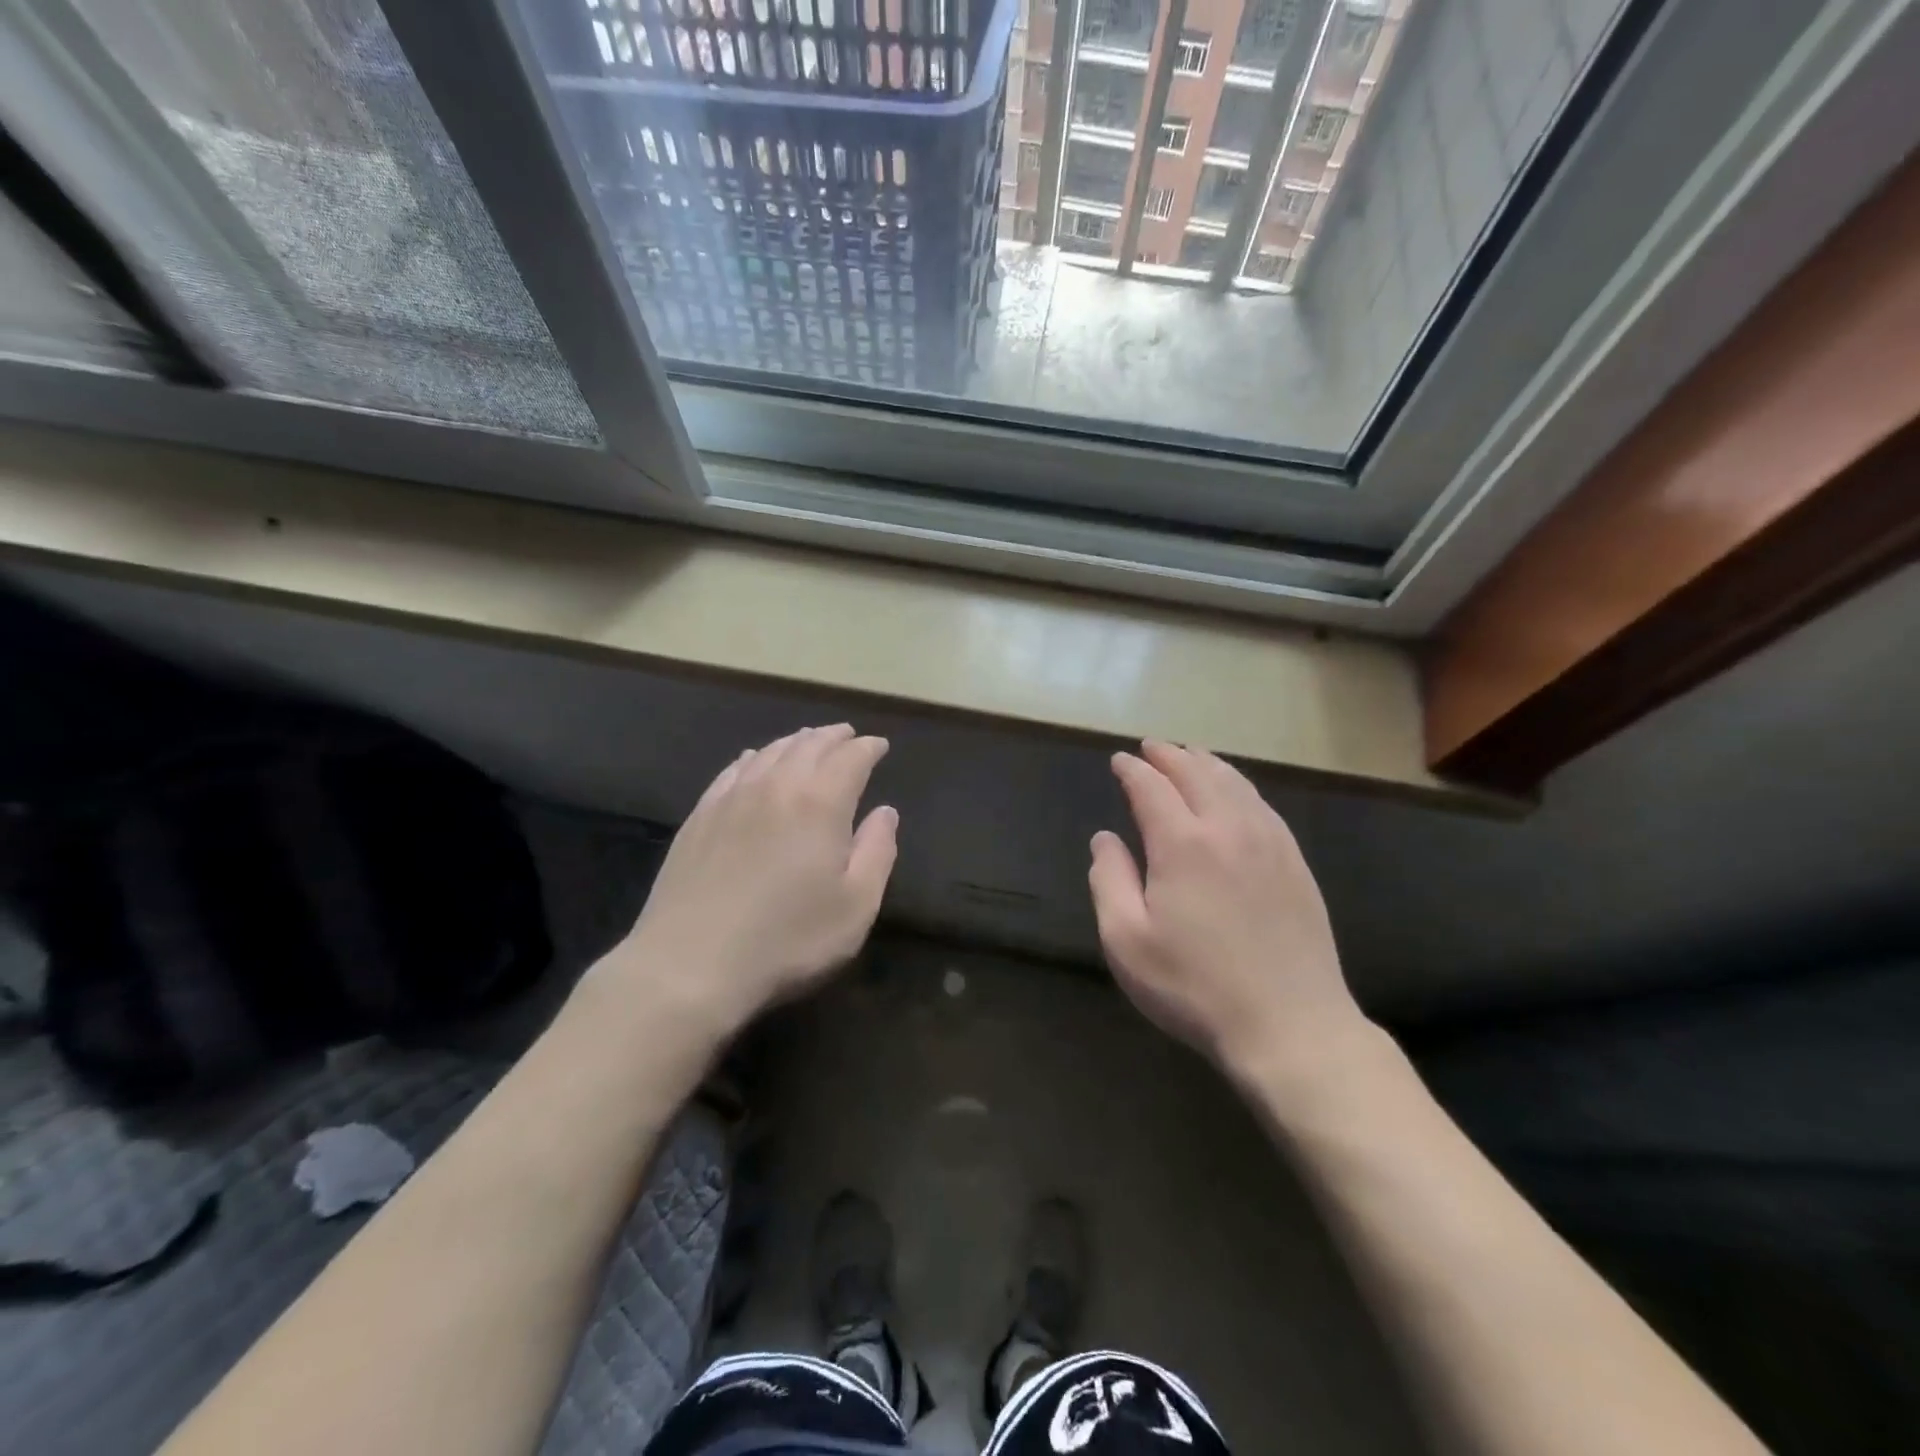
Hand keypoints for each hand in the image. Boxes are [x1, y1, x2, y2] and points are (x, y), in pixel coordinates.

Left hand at [604, 724, 897, 1043]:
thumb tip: (885, 812)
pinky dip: (753, 757)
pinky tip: (754, 759)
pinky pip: (733, 770)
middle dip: (833, 737)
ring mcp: (732, 798)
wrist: (690, 964)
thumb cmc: (787, 940)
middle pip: (809, 745)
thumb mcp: (855, 907)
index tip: (879, 746)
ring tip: (809, 740)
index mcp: (821, 803)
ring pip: (770, 751)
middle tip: (847, 735)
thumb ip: (877, 852)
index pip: (850, 759)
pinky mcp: (700, 816)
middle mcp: (777, 786)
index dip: (868, 748)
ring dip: (796, 741)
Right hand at [1088, 740, 1369, 1084]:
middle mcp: (1227, 828)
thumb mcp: (1127, 941)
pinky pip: (1263, 805)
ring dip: (1207, 763)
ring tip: (1190, 755)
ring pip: (1235, 783)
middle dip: (1170, 755)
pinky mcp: (1295, 862)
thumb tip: (1105, 838)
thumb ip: (1109, 880)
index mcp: (1182, 844)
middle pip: (1196, 773)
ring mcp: (1269, 842)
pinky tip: (1236, 793)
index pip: (1151, 788)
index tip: (1118, 761)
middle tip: (1151, 747)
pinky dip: (1240, 786)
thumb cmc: (1195, 986)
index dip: (1132, 770)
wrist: (1290, 1025)